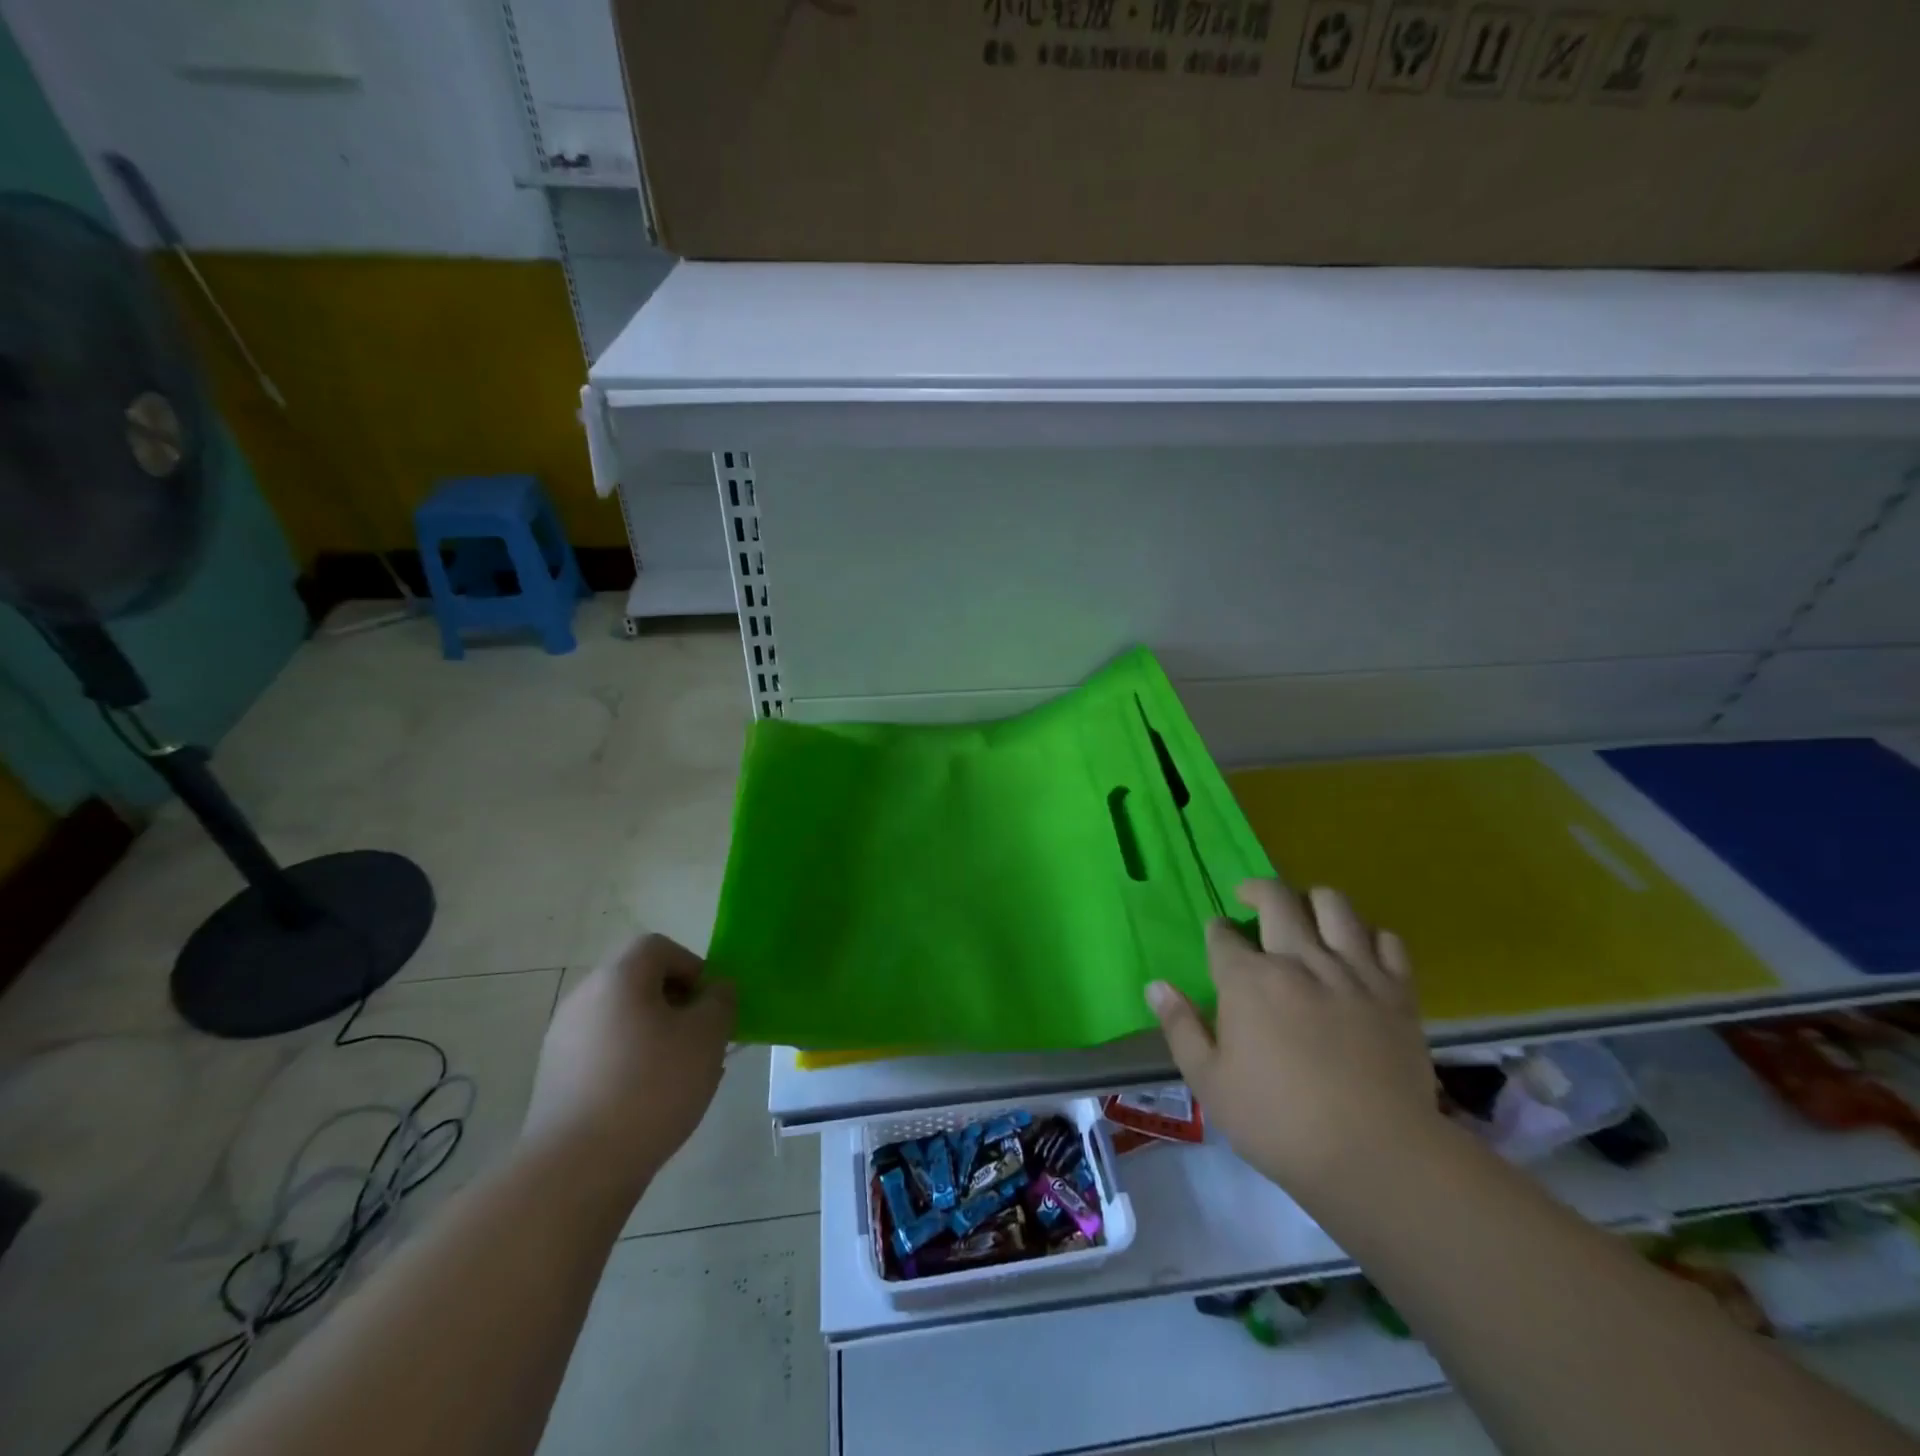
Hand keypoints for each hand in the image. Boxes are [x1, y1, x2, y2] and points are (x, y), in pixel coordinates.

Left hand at [522, 934, 734, 1200]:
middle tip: (701, 1040)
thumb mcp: (707, 1036)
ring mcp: (562, 1039)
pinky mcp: (554, 1079)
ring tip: (679, 1077)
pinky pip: (603, 1054)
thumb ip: (720, 1001)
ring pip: (622, 1020)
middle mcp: (584, 998)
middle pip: (638, 982)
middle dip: (676, 1005)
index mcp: (618, 977)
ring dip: (654, 1036)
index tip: (710, 1005)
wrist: (576, 1168)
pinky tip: (647, 1103)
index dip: (692, 966)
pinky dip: (629, 1065)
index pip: (658, 947)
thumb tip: (716, 989)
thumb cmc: (651, 1086)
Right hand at [1146, 880, 1433, 1197]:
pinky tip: (1358, 949)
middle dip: (1257, 890)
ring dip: (1312, 900)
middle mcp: (1298, 960)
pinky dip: (1369, 935)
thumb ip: (1180, 1027)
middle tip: (1250, 898)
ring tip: (1304, 913)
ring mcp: (1352, 971)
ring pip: (1334, 904)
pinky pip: (1387, 939)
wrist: (1375, 1156)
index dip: (1217, 930)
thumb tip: (1156, 986)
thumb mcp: (1209, 1083)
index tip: (1218, 937)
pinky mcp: (1396, 991)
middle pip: (1276, 899)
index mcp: (1248, 980)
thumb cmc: (1278, 1123)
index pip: (1223, 934)